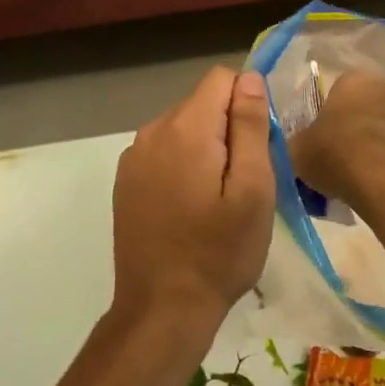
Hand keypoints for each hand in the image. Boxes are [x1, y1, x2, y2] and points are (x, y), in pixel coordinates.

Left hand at [112, 66, 275, 336]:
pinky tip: (190, 207)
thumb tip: (249, 77)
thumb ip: (250, 126)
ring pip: (182, 128)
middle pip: (201, 103)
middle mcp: (152, 131)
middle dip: (228, 128)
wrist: (161, 309)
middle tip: (244, 181)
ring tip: (218, 199)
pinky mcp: (125, 181)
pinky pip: (163, 152)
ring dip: (205, 148)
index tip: (259, 146)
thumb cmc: (219, 252)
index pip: (222, 79)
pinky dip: (182, 166)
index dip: (248, 103)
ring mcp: (133, 157)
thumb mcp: (253, 190)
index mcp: (185, 128)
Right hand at [289, 71, 384, 202]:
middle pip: (376, 106)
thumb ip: (299, 143)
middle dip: (367, 126)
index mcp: (356, 81)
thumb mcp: (298, 150)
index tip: (329, 139)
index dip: (336, 116)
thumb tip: (298, 147)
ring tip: (375, 176)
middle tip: (352, 156)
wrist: (384, 179)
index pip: (343, 91)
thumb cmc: (335, 153)